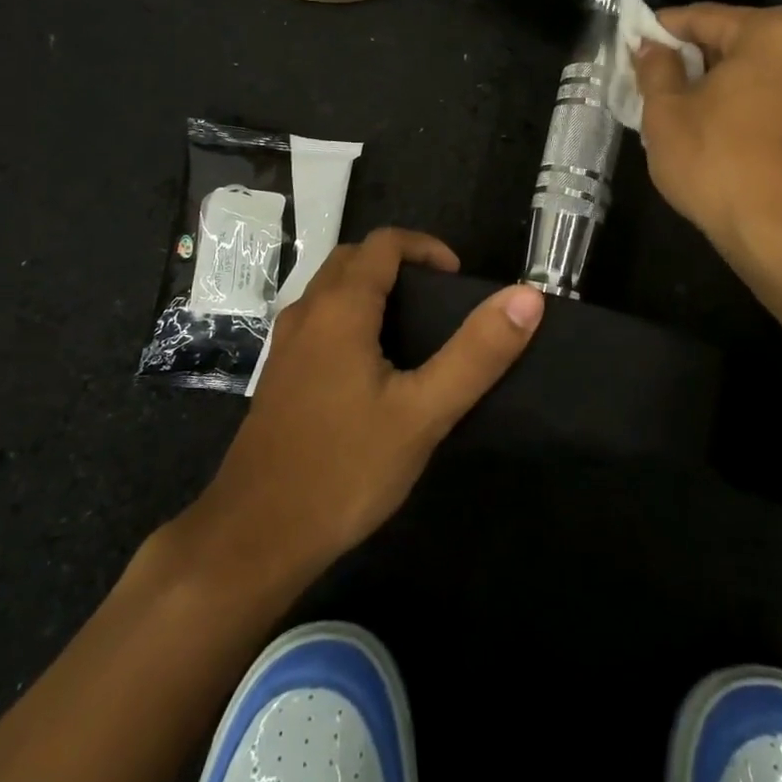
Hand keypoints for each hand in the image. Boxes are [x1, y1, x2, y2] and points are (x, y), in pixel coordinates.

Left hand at [175, 229, 544, 588]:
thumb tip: (527, 297)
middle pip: (353, 259)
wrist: (255, 537)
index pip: (384, 244)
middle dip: (399, 263)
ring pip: (331, 290)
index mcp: (340, 308)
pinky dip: (351, 317)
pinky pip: (319, 321)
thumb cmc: (344, 468)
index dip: (426, 248)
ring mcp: (286, 346)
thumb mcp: (423, 413)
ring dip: (372, 288)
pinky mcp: (279, 377)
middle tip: (440, 300)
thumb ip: (477, 353)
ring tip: (414, 329)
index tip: (458, 280)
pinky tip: (373, 368)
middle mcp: (307, 313)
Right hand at [634, 4, 781, 256]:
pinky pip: (769, 97)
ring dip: (714, 82)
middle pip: (733, 41)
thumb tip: (651, 47)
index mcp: (774, 32)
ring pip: (752, 71)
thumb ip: (656, 67)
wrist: (774, 230)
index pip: (704, 18)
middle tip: (650, 76)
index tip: (632, 43)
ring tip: (674, 102)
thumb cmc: (715, 158)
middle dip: (690, 57)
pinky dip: (738, 102)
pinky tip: (708, 124)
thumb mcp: (666, 109)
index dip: (662, 30)